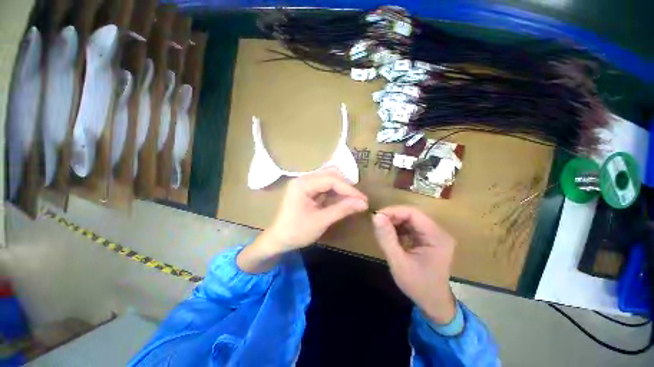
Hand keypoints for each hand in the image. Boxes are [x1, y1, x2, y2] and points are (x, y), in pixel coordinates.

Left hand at [237, 168, 367, 272]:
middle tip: (359, 199)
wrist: (279, 240)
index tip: (363, 200)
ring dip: (342, 189)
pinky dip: (336, 194)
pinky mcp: (309, 190)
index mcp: (303, 184)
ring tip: (354, 201)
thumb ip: (342, 209)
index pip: (331, 180)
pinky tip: (344, 202)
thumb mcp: (321, 221)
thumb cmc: (297, 232)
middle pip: (331, 175)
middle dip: (346, 187)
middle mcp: (304, 179)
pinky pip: (326, 187)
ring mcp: (306, 184)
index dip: (349, 189)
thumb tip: (363, 203)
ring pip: (330, 180)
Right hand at [372, 206, 456, 323]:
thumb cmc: (418, 285)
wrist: (434, 303)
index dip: (393, 211)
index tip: (376, 217)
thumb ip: (386, 238)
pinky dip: (399, 228)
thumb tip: (376, 216)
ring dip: (395, 222)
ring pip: (411, 219)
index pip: (413, 213)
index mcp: (437, 237)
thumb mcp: (398, 262)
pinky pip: (412, 227)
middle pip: (412, 214)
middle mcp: (439, 232)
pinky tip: (391, 236)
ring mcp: (435, 235)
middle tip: (377, 223)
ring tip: (382, 230)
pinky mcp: (429, 238)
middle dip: (393, 217)